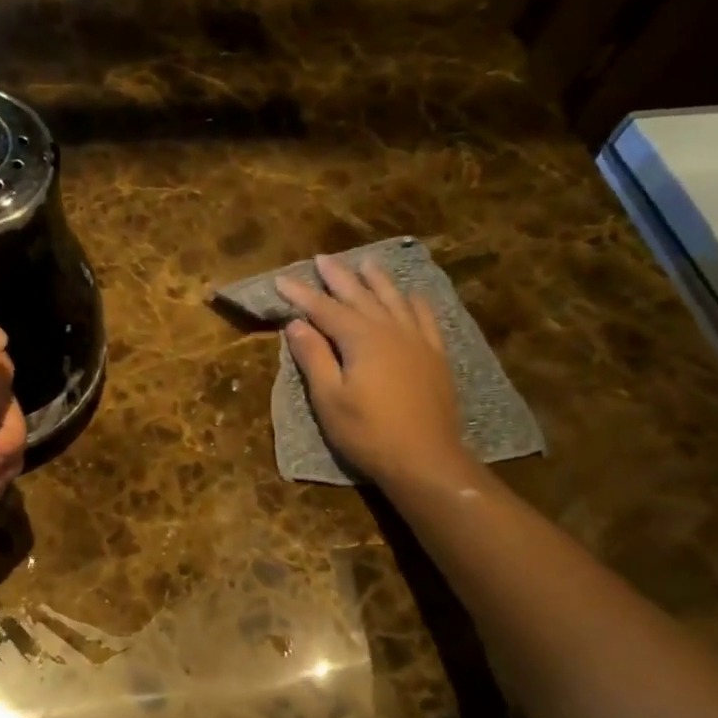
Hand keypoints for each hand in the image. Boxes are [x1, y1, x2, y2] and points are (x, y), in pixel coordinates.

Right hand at [278, 254, 472, 489]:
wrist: (426, 459)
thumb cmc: (369, 433)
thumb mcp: (329, 399)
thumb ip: (314, 357)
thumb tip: (296, 324)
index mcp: (361, 339)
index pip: (325, 309)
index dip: (302, 294)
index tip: (281, 279)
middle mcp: (390, 330)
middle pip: (360, 296)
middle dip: (339, 277)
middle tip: (322, 258)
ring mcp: (418, 341)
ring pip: (394, 300)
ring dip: (377, 280)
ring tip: (366, 263)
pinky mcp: (435, 356)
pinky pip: (425, 318)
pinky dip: (415, 302)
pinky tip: (412, 295)